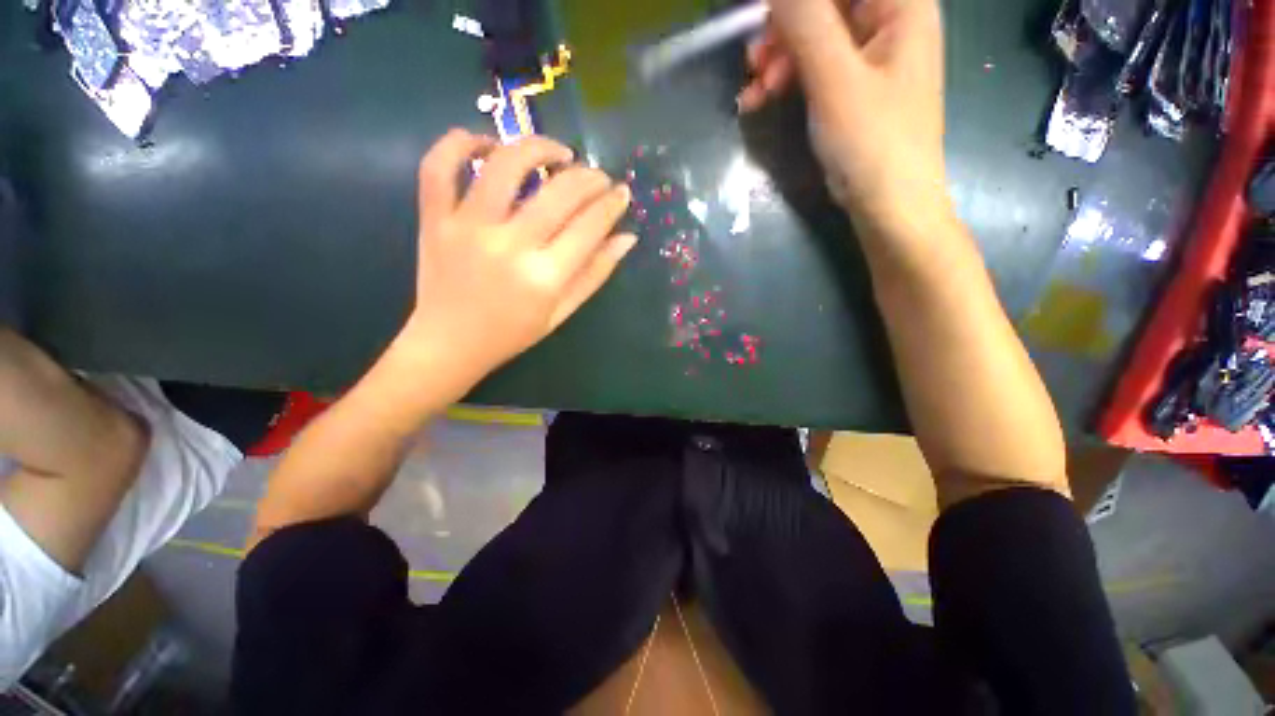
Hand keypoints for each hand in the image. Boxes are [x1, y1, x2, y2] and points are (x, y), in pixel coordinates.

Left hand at [398, 130, 635, 383]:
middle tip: (598, 177)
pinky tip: (488, 145)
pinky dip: (461, 143)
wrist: (449, 344)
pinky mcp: (434, 219)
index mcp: (544, 277)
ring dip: (538, 147)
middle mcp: (509, 246)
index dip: (611, 204)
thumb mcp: (561, 312)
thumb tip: (626, 238)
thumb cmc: (512, 333)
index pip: (589, 226)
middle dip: (589, 177)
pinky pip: (439, 166)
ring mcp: (467, 227)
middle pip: (558, 192)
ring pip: (504, 165)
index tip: (621, 193)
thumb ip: (595, 274)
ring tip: (557, 153)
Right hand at [737, 0, 948, 232]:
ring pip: (815, 36)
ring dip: (779, 59)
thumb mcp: (836, 81)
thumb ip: (807, 23)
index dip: (796, 1)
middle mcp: (889, 21)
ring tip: (755, 93)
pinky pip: (815, 67)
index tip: (762, 17)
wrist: (889, 207)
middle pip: (827, 5)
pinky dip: (788, 79)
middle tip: (754, 62)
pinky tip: (764, 99)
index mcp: (901, 4)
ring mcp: (871, 56)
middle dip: (784, 29)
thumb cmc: (872, 143)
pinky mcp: (854, 87)